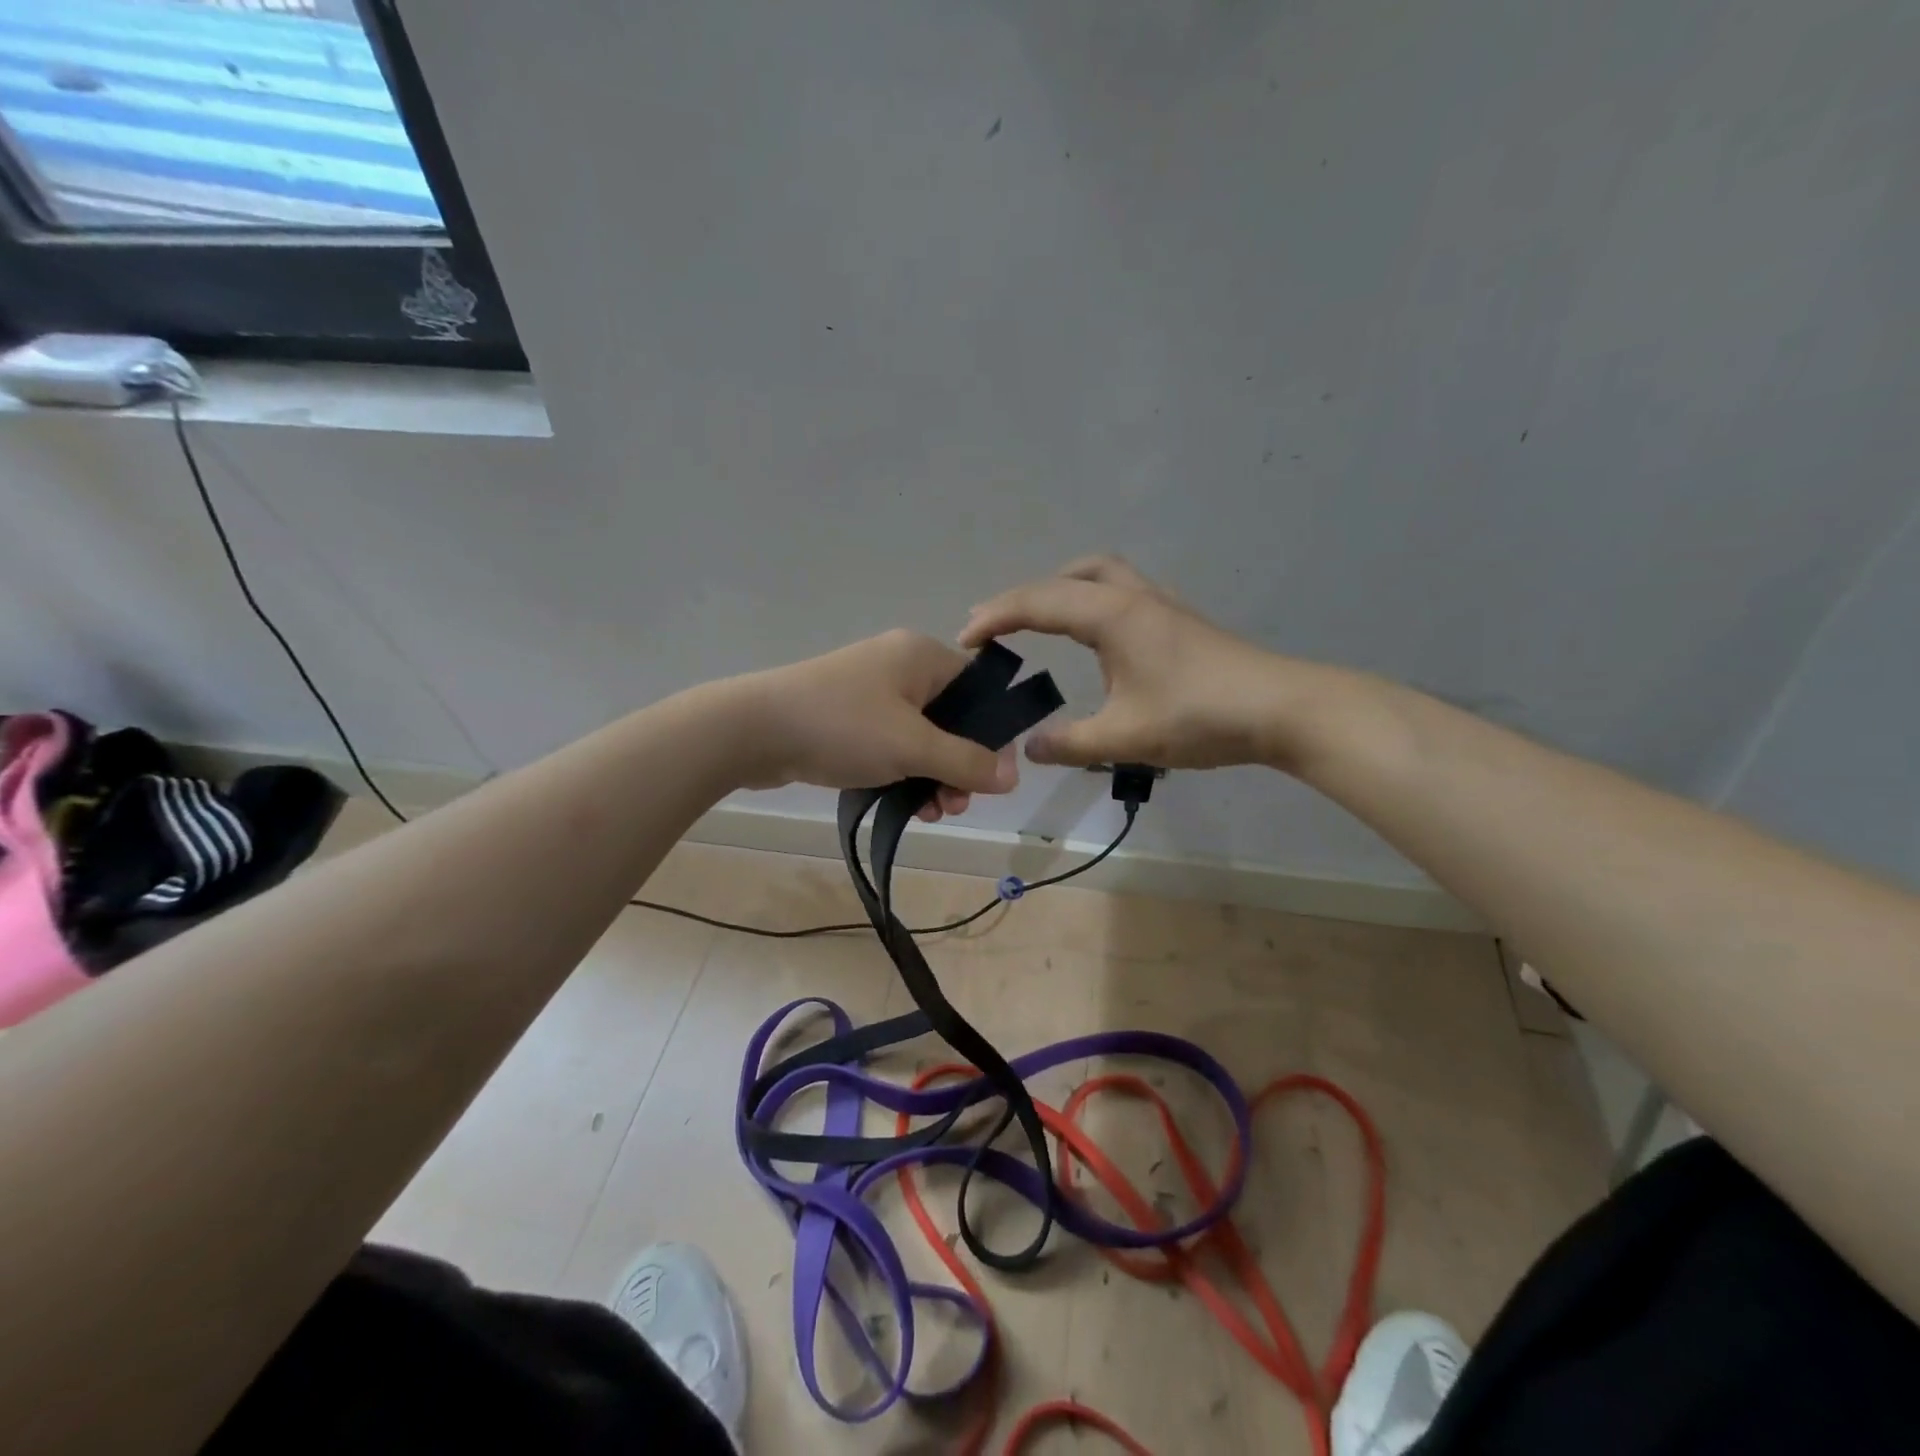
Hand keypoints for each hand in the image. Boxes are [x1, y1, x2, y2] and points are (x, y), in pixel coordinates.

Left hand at [733, 629, 1019, 819]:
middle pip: (953, 719)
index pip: (979, 688)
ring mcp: (871, 694)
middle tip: (955, 804)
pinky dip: (903, 774)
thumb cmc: (842, 727)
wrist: (752, 730)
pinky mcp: (849, 720)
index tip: (992, 775)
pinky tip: (906, 807)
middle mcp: (900, 668)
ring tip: (931, 812)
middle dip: (959, 765)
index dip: (993, 732)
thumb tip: (1013, 775)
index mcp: (922, 657)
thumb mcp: (913, 746)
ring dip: (933, 777)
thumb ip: (967, 761)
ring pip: (922, 739)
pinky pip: (892, 747)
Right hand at [961, 555, 1303, 770]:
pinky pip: (1122, 592)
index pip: (1039, 602)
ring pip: (1102, 575)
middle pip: (1070, 575)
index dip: (995, 616)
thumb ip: (1070, 743)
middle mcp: (1133, 598)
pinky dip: (1092, 601)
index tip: (964, 639)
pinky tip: (1097, 639)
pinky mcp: (1179, 621)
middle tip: (1001, 625)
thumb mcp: (1125, 737)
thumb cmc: (1199, 716)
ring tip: (1043, 622)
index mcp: (1112, 615)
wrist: (1281, 708)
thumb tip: (1030, 748)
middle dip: (1028, 595)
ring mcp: (1161, 605)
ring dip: (1064, 589)